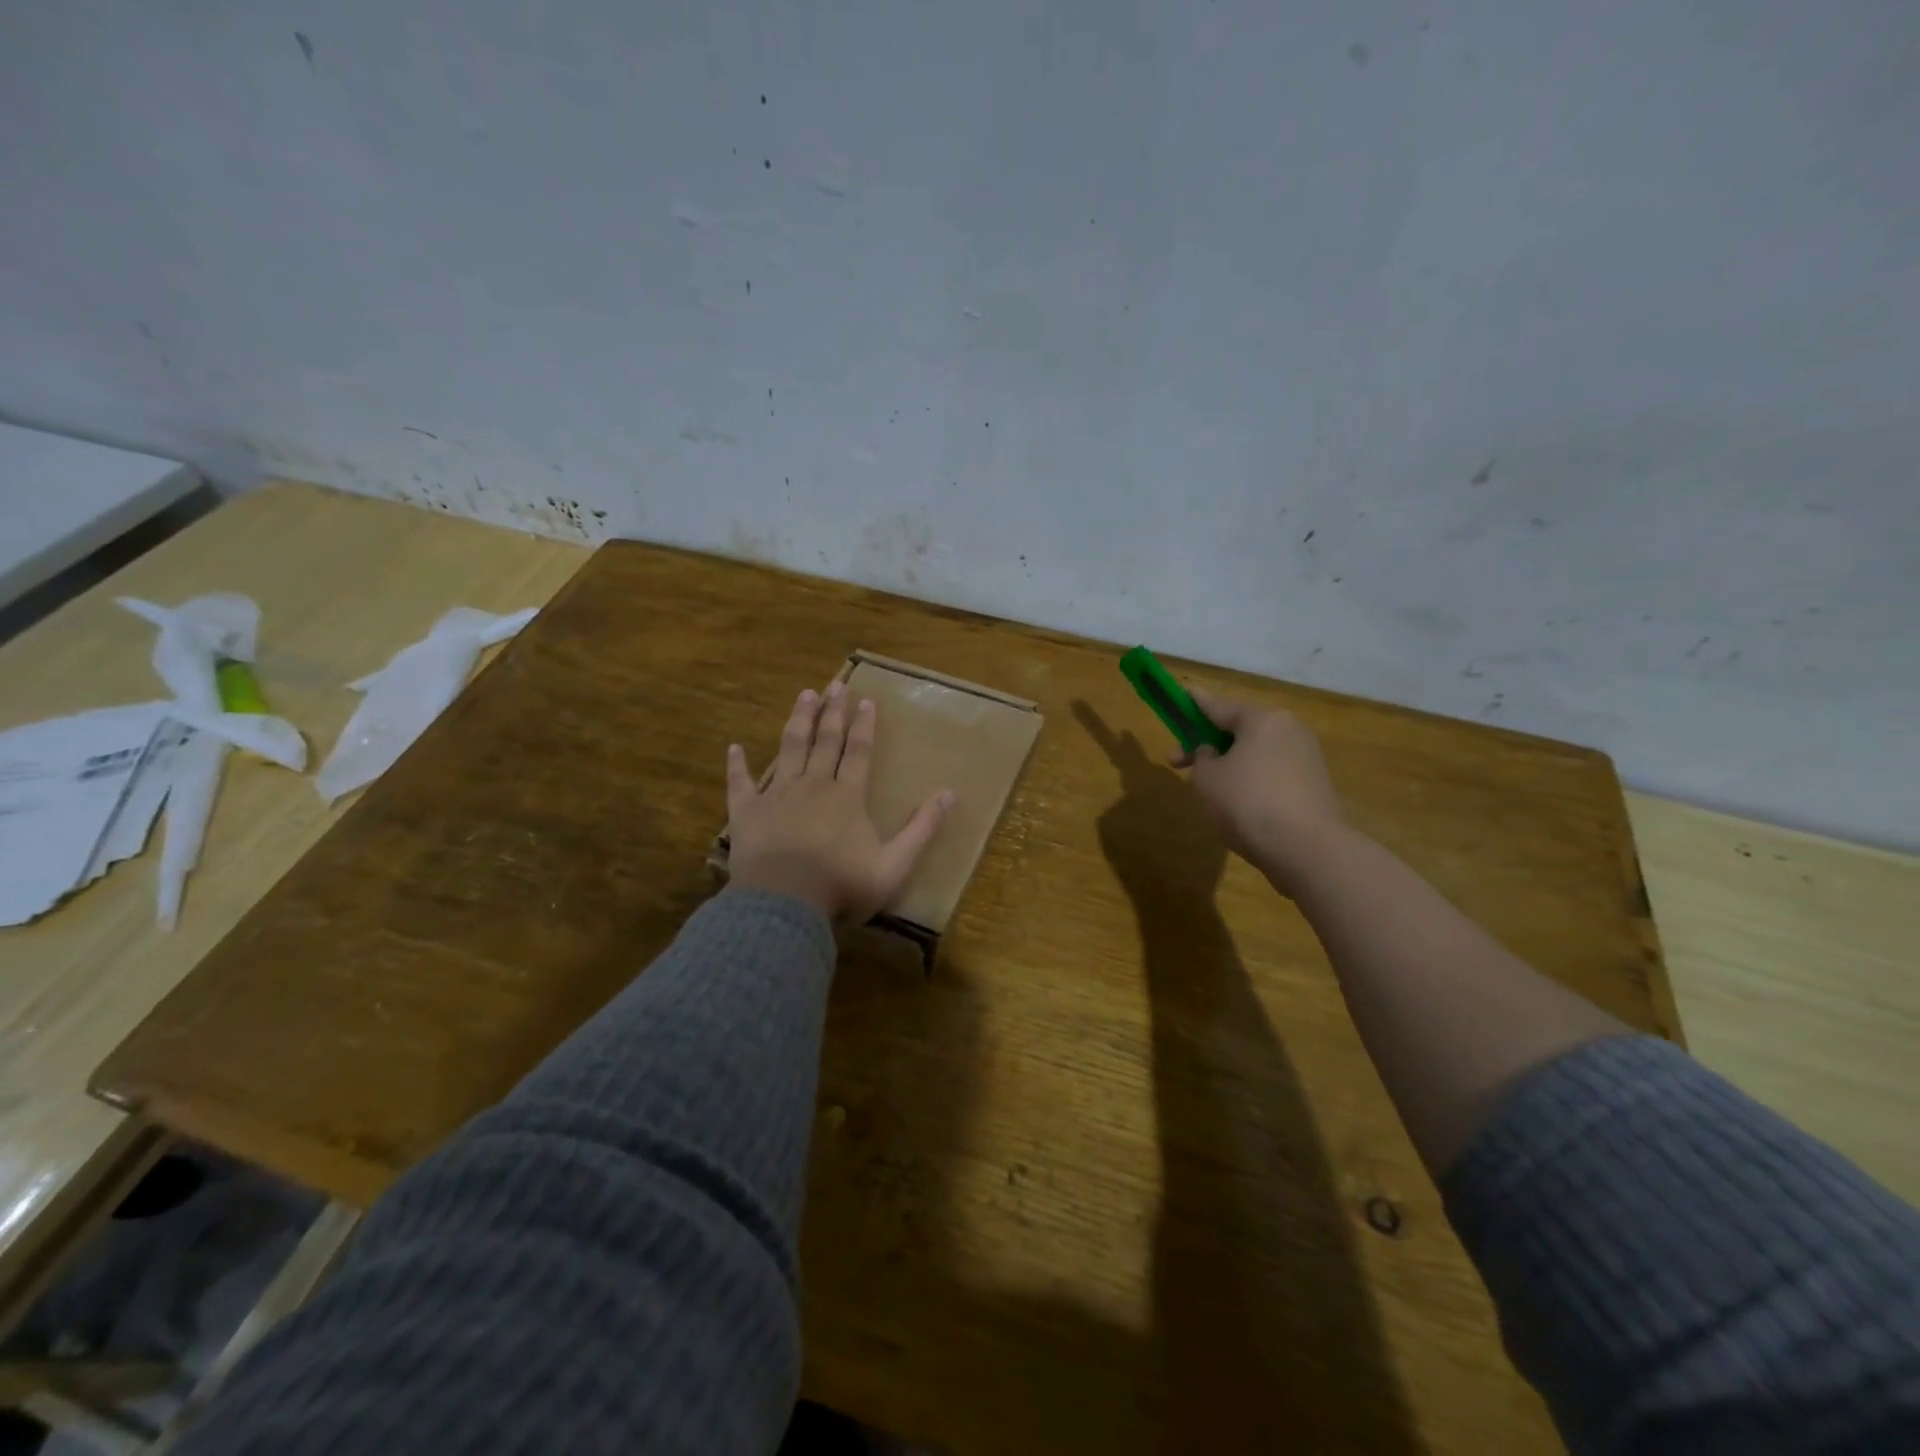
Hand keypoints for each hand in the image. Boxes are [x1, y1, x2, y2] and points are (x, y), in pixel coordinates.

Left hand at [726, 682, 953, 924]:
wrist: (783, 905)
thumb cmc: (841, 886)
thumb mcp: (894, 865)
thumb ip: (922, 829)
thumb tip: (949, 794)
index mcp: (847, 796)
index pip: (858, 751)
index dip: (864, 725)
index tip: (866, 700)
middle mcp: (813, 785)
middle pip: (825, 741)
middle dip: (832, 712)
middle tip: (835, 685)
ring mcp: (777, 796)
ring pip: (789, 749)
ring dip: (798, 721)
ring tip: (804, 696)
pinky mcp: (746, 812)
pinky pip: (740, 783)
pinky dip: (737, 765)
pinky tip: (734, 748)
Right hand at [1171, 687, 1345, 894]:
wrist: (1305, 848)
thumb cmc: (1246, 803)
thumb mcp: (1206, 778)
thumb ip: (1202, 757)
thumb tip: (1213, 753)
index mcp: (1262, 720)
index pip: (1220, 706)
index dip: (1196, 703)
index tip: (1184, 693)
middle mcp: (1289, 730)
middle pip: (1241, 730)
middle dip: (1209, 744)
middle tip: (1180, 763)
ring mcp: (1307, 757)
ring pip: (1258, 752)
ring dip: (1232, 764)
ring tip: (1211, 789)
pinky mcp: (1316, 785)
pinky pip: (1274, 773)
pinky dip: (1253, 781)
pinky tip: (1239, 804)